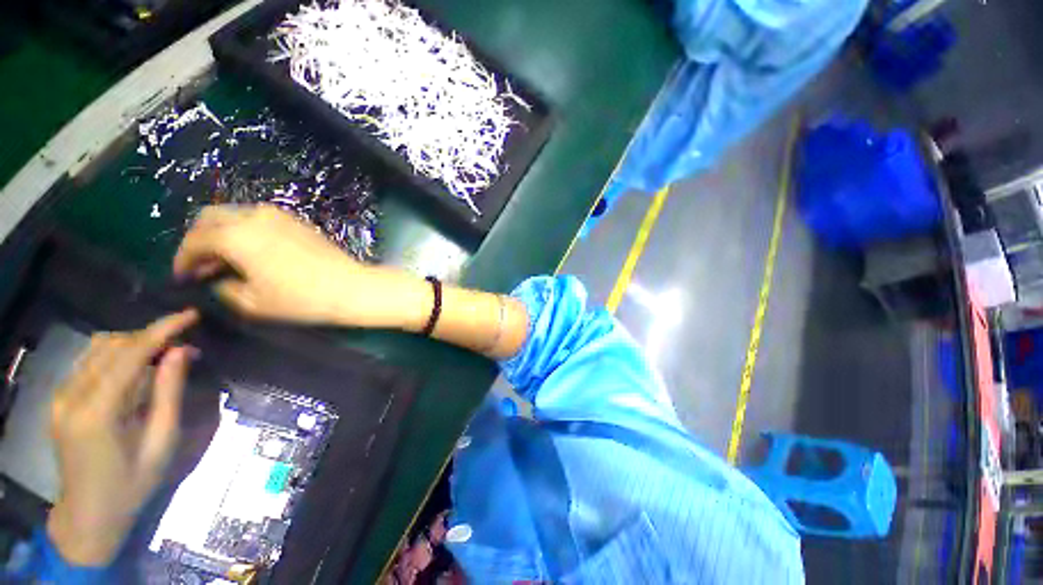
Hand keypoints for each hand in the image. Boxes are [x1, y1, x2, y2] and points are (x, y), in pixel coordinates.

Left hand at [46, 311, 198, 565]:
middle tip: (183, 346)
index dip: (162, 329)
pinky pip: (88, 361)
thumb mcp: (161, 442)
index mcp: (97, 412)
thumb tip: (182, 352)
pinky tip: (134, 369)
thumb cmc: (131, 484)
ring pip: (98, 348)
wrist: (88, 514)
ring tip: (161, 356)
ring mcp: (60, 396)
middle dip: (151, 337)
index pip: (130, 354)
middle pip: (112, 345)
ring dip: (133, 343)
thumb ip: (168, 393)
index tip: (191, 314)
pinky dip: (116, 355)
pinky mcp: (59, 398)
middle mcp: (72, 396)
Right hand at [173, 205, 428, 328]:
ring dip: (223, 232)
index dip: (182, 259)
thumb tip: (218, 278)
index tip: (182, 276)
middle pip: (211, 217)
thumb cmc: (301, 298)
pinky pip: (259, 218)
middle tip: (201, 265)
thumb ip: (225, 287)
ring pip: (235, 214)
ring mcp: (280, 215)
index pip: (195, 240)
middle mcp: (255, 216)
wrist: (350, 287)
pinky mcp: (297, 220)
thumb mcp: (253, 302)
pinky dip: (246, 230)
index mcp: (237, 235)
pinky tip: (252, 252)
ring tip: (226, 260)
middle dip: (199, 239)